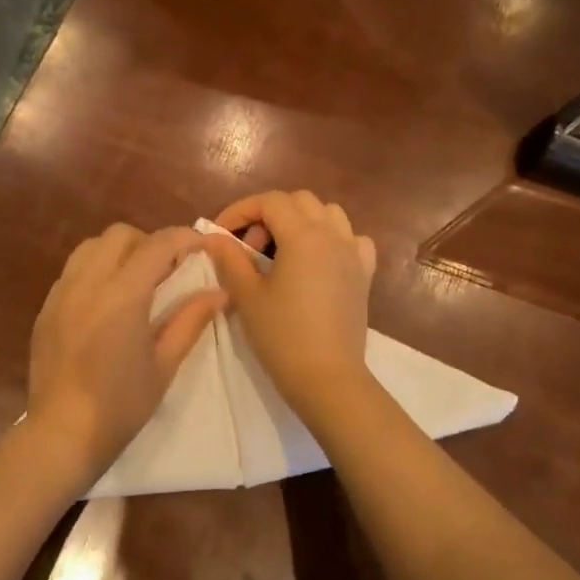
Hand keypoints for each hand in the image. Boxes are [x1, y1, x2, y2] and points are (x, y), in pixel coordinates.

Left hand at [27, 224, 226, 490]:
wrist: (62, 434)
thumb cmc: (121, 405)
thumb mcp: (164, 365)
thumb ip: (191, 321)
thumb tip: (219, 293)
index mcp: (122, 294)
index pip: (157, 244)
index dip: (185, 238)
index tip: (203, 246)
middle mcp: (88, 282)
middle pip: (120, 234)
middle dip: (150, 242)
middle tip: (169, 269)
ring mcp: (61, 293)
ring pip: (91, 246)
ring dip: (119, 251)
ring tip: (136, 280)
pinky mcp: (46, 308)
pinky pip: (73, 270)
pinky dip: (95, 270)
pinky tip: (106, 301)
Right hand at [203, 191, 377, 416]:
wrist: (327, 378)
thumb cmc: (282, 336)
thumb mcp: (247, 295)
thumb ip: (230, 259)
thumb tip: (214, 238)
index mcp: (303, 236)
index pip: (270, 201)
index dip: (241, 210)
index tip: (222, 234)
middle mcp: (333, 235)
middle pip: (300, 201)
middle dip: (270, 214)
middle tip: (250, 247)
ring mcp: (353, 254)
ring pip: (329, 214)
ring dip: (302, 221)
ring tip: (282, 251)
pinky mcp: (364, 275)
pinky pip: (353, 240)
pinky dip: (334, 239)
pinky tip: (320, 260)